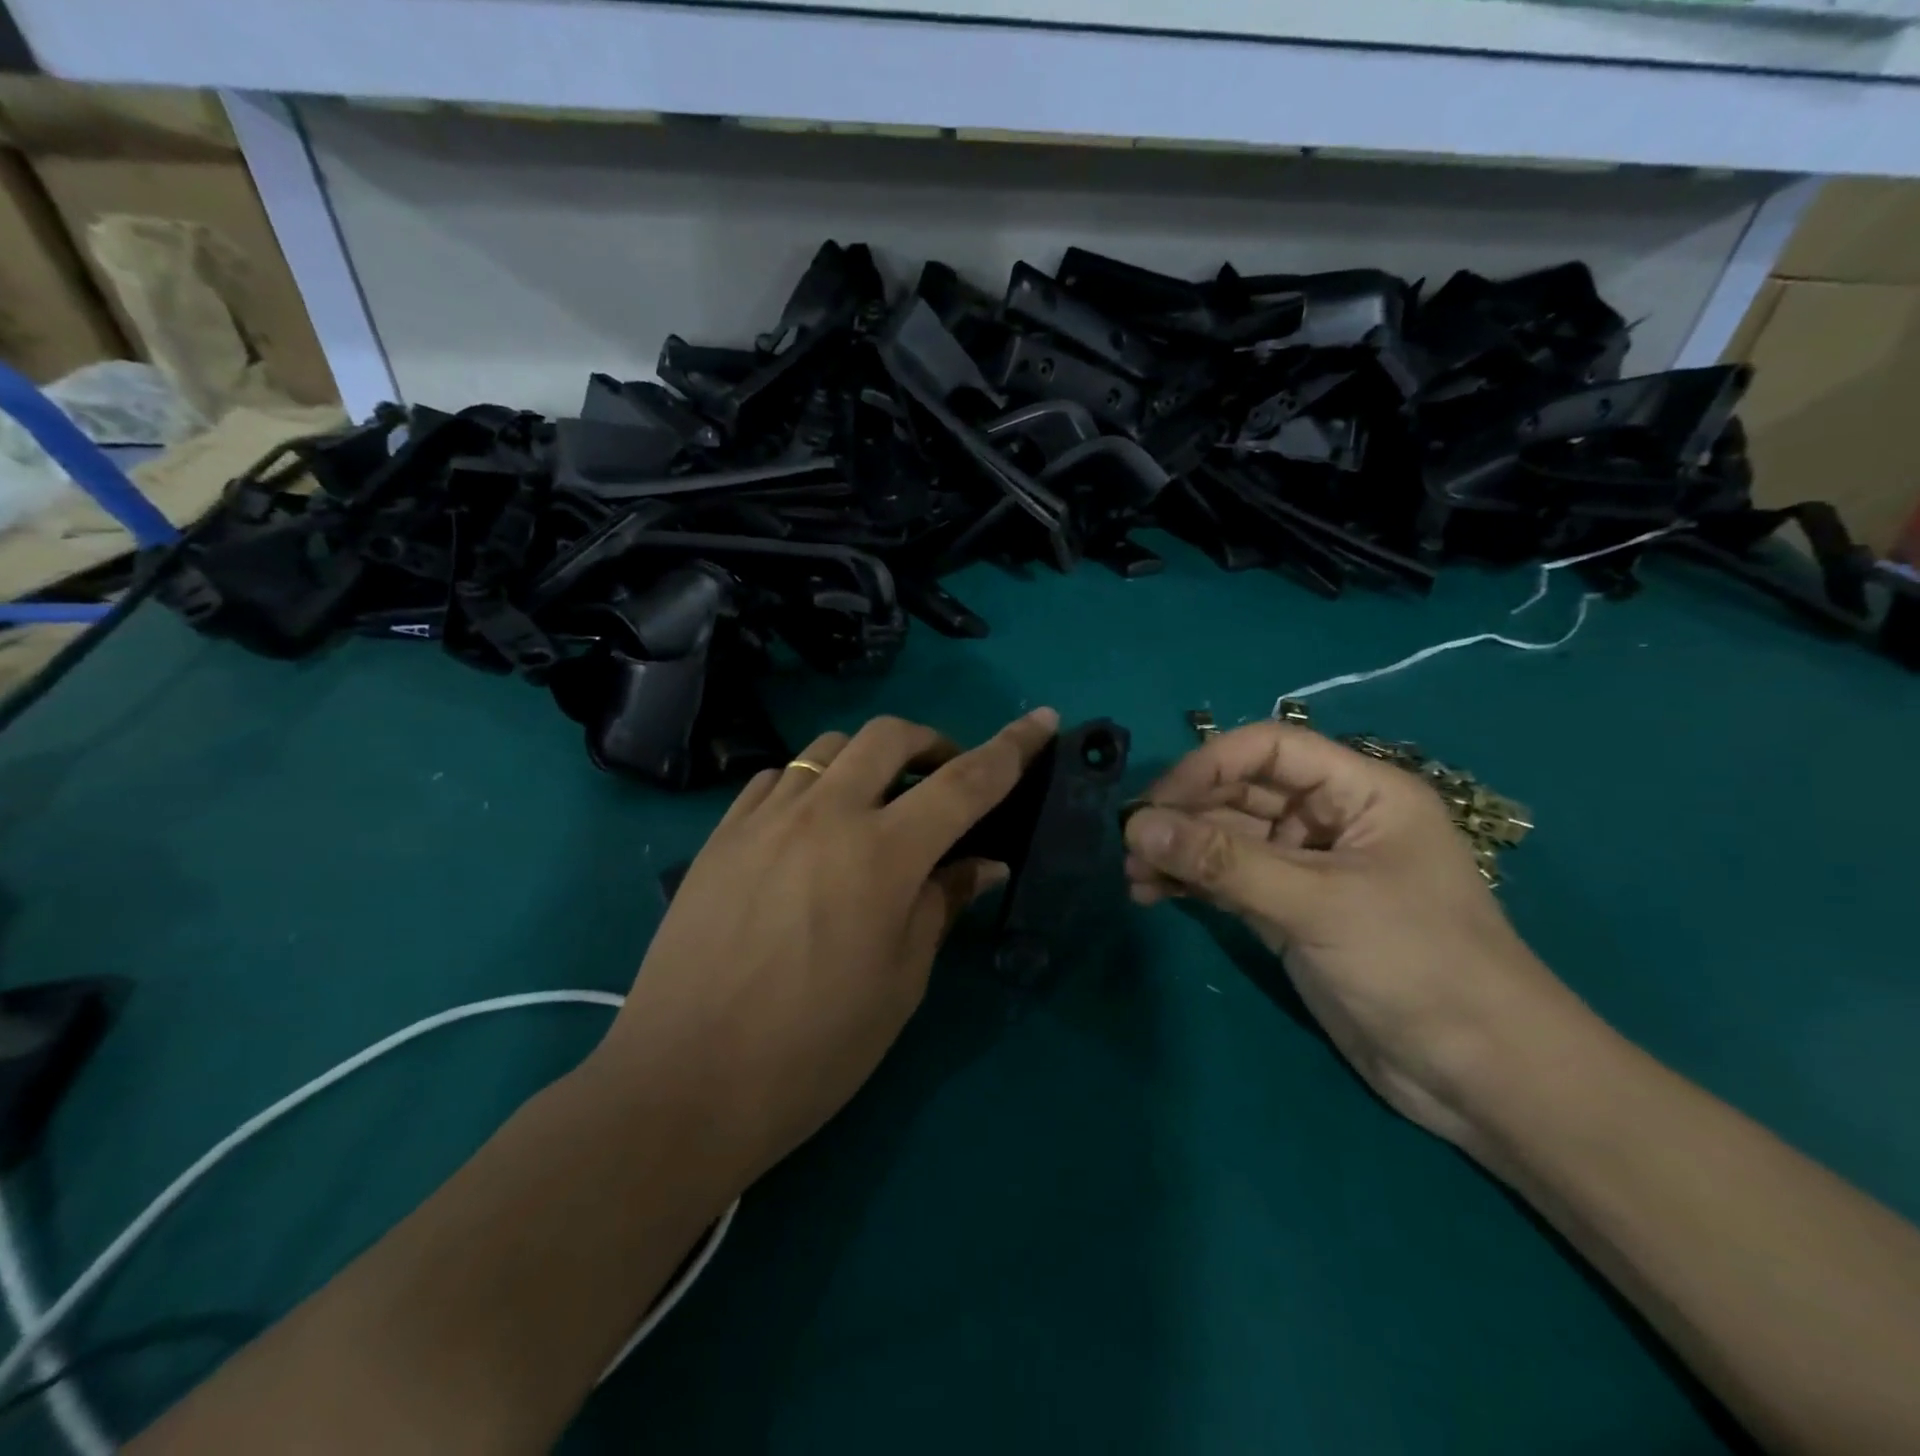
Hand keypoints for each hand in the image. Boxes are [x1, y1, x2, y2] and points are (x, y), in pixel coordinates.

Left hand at [598, 708, 1058, 1186]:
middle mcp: (825, 815)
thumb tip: (982, 863)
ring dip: (868, 760)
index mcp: (882, 855)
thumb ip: (942, 904)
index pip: (966, 781)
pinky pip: (776, 779)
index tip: (1043, 719)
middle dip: (931, 742)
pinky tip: (810, 824)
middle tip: (943, 778)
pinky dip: (811, 783)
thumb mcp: (900, 982)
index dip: (1013, 747)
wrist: (684, 1084)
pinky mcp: (721, 835)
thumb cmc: (814, 1048)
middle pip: (889, 735)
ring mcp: (765, 818)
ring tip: (875, 804)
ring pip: (829, 747)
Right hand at [1123, 722, 1581, 1146]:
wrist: (1480, 1076)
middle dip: (1185, 816)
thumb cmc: (1417, 964)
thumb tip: (1135, 826)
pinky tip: (1153, 895)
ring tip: (1134, 876)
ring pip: (1228, 841)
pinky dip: (1192, 885)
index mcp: (1360, 792)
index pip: (1270, 749)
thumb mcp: (1317, 903)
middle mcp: (1331, 820)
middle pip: (1241, 794)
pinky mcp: (1291, 913)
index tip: (1156, 803)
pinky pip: (1230, 882)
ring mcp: (1308, 869)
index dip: (1208, 765)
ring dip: (1180, 853)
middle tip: (1130, 846)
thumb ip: (1223, 862)